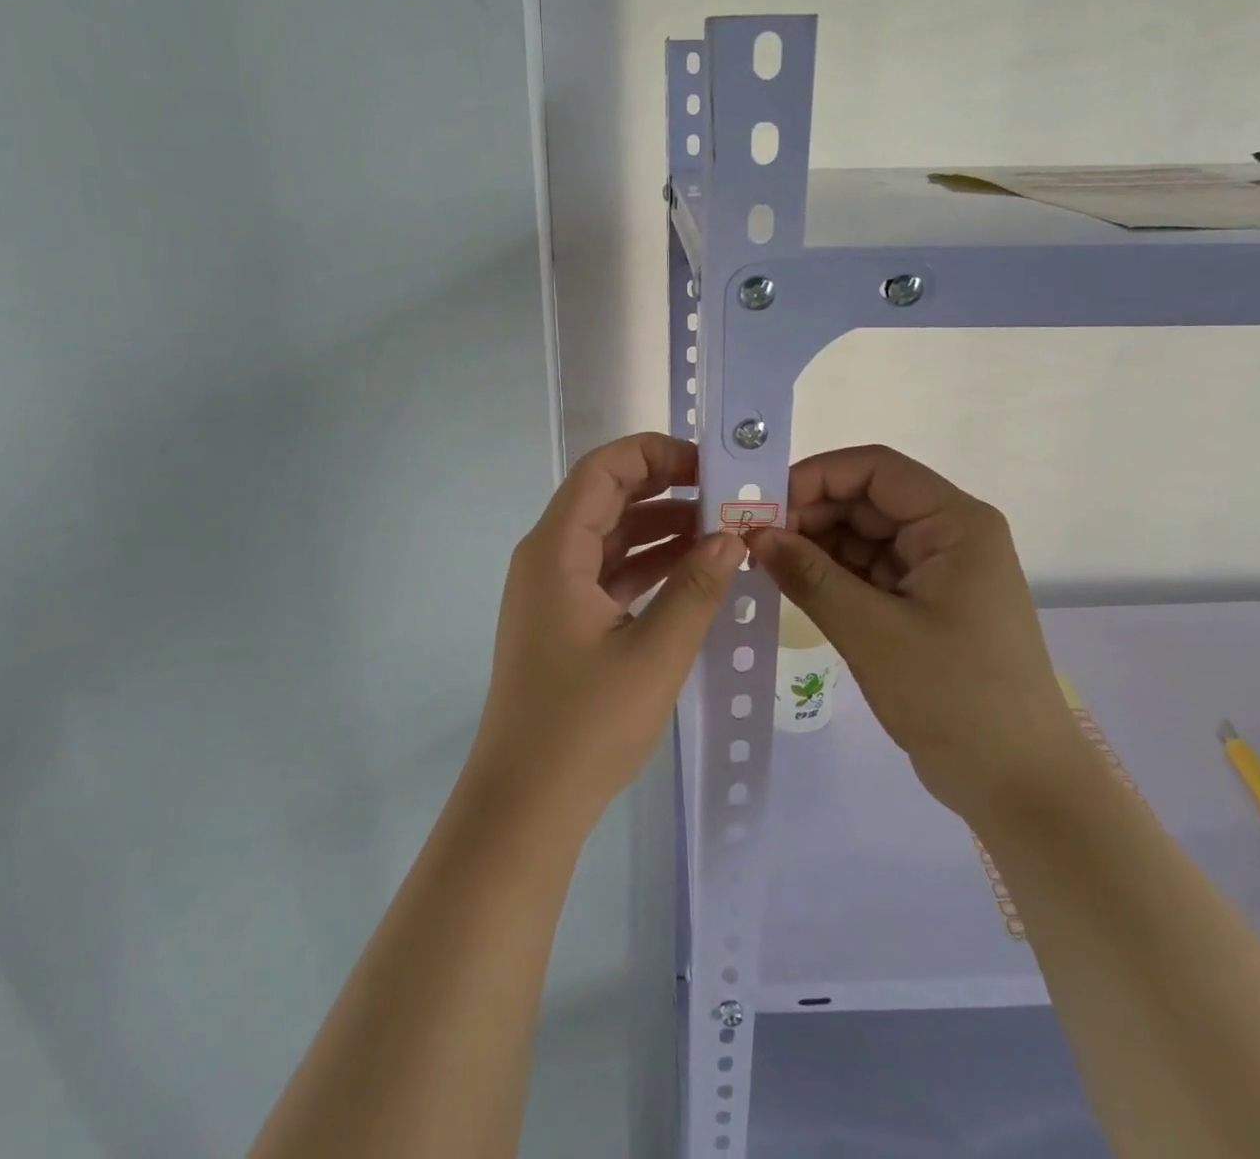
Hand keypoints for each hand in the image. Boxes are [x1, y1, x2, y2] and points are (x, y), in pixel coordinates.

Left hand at [466, 432, 744, 832]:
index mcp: (556, 551)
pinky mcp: (565, 621)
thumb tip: (733, 536)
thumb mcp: (655, 653)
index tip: (708, 466)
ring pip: (611, 536)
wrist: (525, 804)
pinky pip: (610, 573)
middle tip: (725, 494)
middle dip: (666, 488)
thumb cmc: (585, 725)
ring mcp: (553, 591)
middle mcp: (547, 558)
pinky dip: (649, 566)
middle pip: (607, 498)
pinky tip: (694, 572)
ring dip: (662, 529)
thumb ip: (697, 588)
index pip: (602, 470)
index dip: (654, 454)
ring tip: (722, 531)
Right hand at [752, 445, 1085, 826]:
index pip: (876, 470)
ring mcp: (937, 572)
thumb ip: (810, 577)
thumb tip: (754, 535)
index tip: (763, 505)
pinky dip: (833, 576)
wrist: (1020, 786)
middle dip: (810, 514)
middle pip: (868, 502)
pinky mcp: (924, 605)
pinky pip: (870, 573)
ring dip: (816, 546)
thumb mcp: (872, 632)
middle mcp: (949, 535)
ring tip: (763, 563)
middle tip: (752, 540)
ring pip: (864, 538)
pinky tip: (793, 585)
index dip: (816, 476)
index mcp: (955, 524)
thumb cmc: (955, 698)